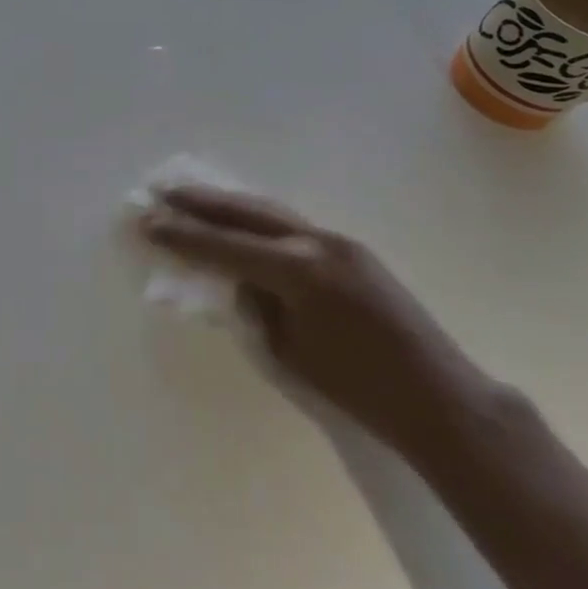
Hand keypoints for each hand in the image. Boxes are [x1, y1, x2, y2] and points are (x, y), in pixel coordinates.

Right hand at [140, 186, 489, 454]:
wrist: (440, 397)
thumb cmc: (360, 390)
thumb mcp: (291, 351)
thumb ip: (259, 306)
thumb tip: (242, 280)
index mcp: (297, 271)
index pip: (224, 246)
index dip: (182, 235)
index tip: (148, 221)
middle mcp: (315, 242)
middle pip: (246, 212)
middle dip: (200, 202)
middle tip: (162, 191)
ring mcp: (337, 240)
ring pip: (271, 211)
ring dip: (229, 204)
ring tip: (192, 196)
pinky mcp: (352, 249)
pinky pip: (293, 224)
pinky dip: (259, 218)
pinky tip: (242, 219)